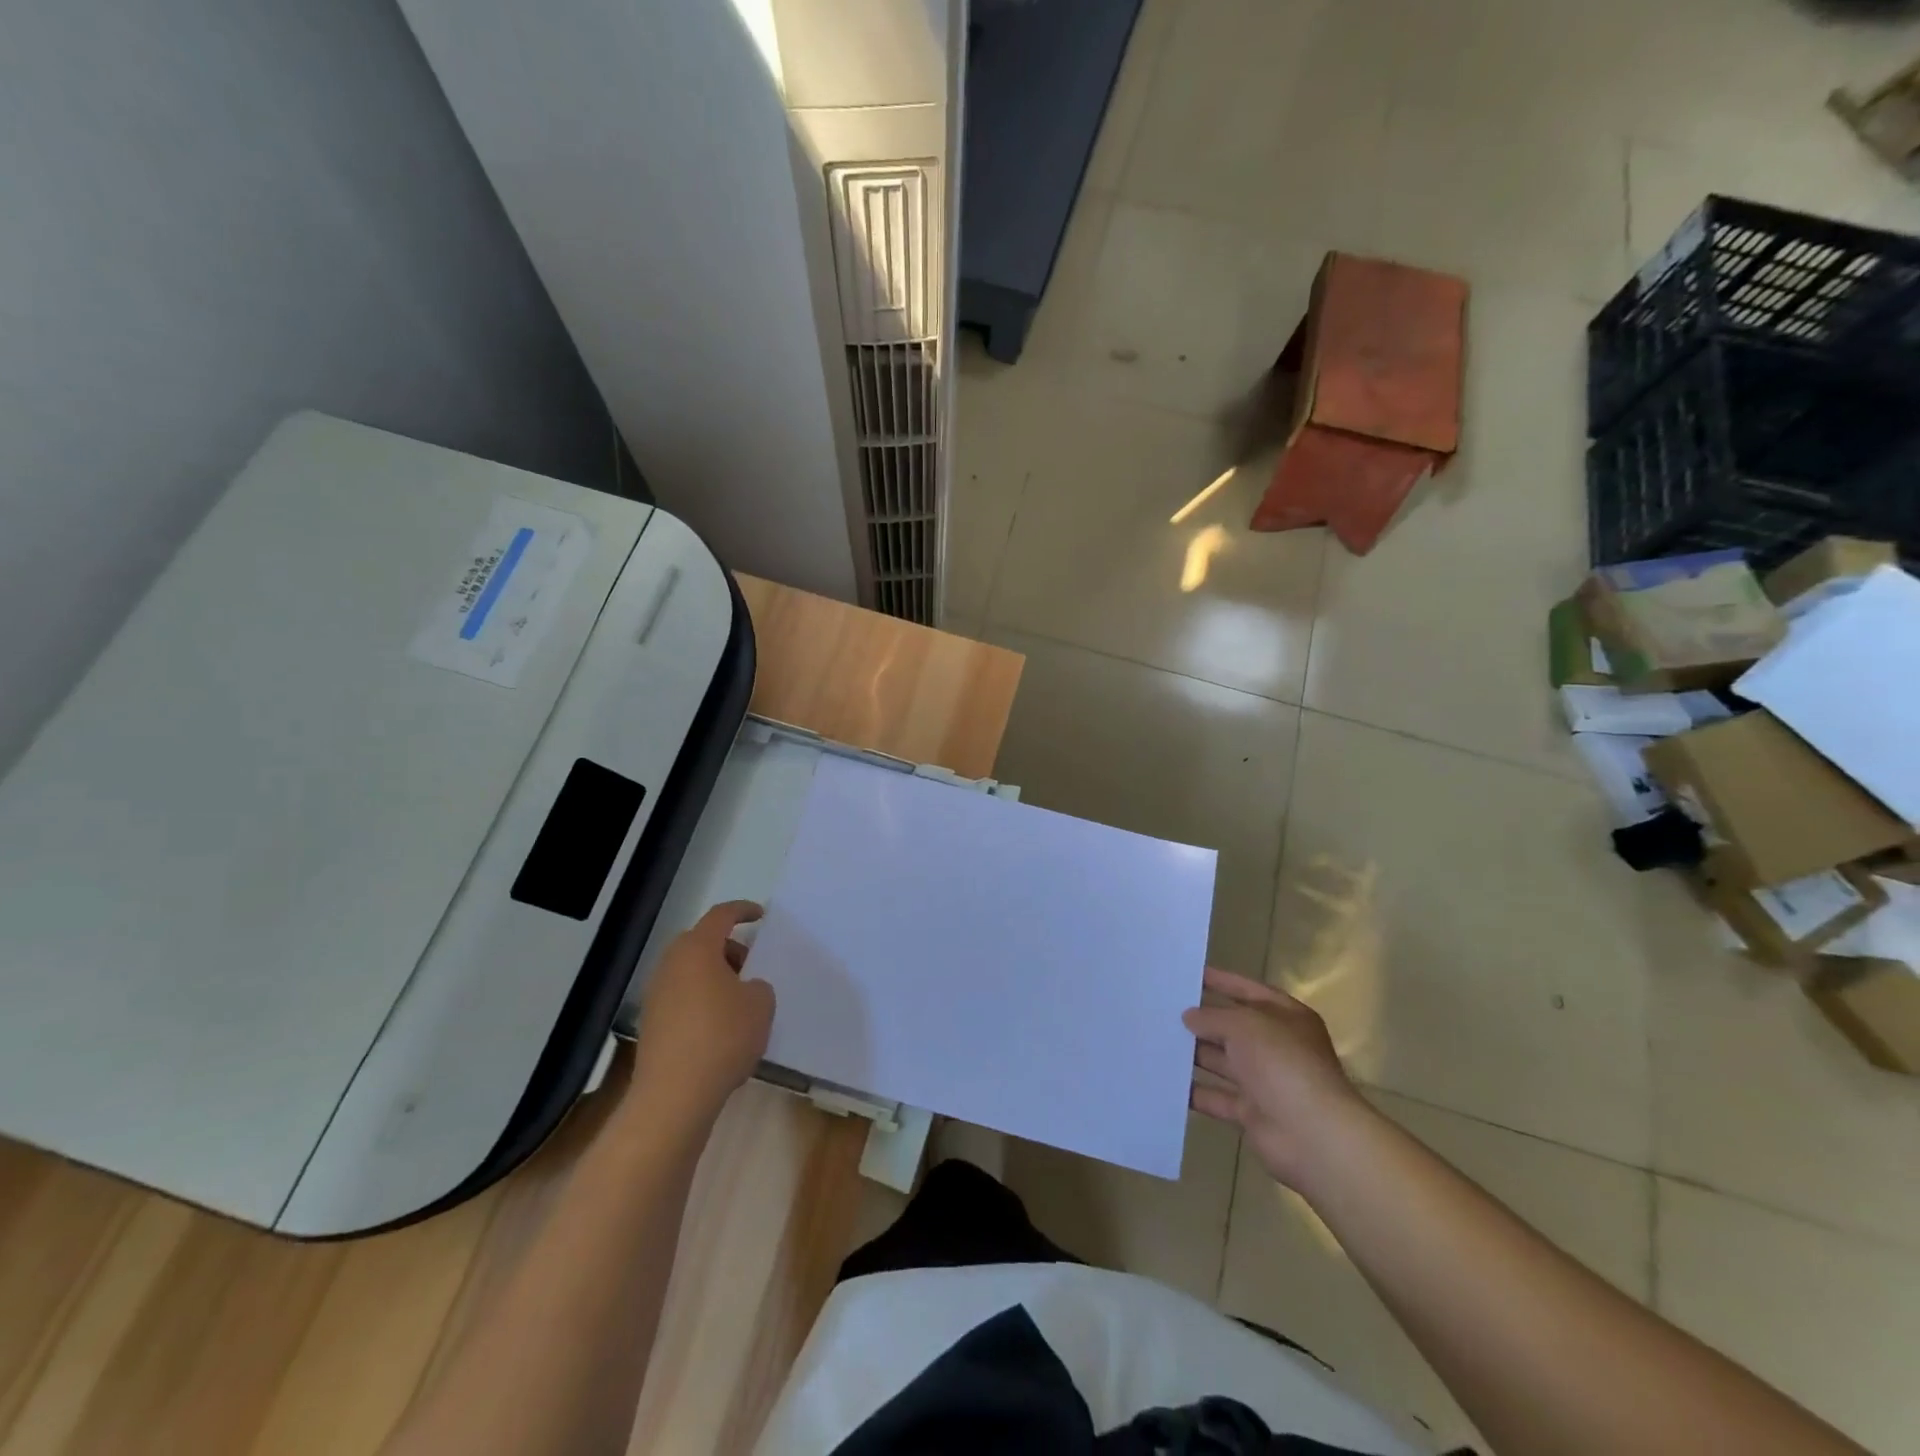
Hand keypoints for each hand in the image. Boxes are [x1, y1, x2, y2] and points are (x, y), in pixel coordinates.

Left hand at [632, 901, 774, 1127]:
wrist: (674, 1095)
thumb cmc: (723, 1037)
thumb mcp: (761, 1005)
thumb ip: (758, 987)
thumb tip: (744, 989)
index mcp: (698, 949)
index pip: (721, 916)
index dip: (742, 911)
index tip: (760, 915)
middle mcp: (671, 964)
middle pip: (701, 942)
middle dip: (728, 948)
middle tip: (750, 965)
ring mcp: (656, 994)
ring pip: (690, 971)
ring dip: (714, 976)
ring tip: (738, 1000)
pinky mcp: (651, 1023)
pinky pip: (682, 996)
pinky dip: (701, 1000)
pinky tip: (720, 1026)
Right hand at [1184, 967, 1368, 1190]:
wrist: (1312, 1134)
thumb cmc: (1282, 1064)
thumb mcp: (1244, 1025)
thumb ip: (1213, 1017)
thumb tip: (1189, 1016)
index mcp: (1286, 1018)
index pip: (1249, 991)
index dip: (1222, 981)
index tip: (1189, 974)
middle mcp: (1276, 1047)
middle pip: (1233, 1028)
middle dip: (1201, 1020)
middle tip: (1163, 1009)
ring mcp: (1264, 1081)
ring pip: (1222, 1062)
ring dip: (1194, 1054)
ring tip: (1157, 1040)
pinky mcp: (1251, 1112)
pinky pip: (1217, 1097)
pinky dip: (1195, 1091)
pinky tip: (1166, 1081)